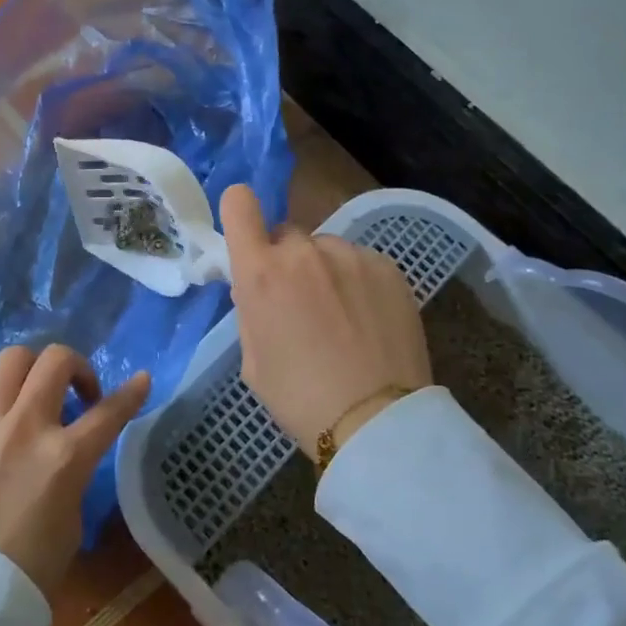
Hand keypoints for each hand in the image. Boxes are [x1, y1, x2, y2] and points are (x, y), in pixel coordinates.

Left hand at [0, 344, 150, 596]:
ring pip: (11, 359)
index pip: (110, 412)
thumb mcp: (72, 520)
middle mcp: (26, 427)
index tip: (140, 380)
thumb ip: (73, 473)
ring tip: (31, 392)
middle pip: (57, 361)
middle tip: (77, 393)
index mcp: (65, 458)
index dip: (131, 393)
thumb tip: (66, 453)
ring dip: (31, 369)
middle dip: (77, 367)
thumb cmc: (28, 568)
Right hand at [221, 184, 430, 460]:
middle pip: (286, 234)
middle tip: (298, 302)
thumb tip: (258, 287)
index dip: (238, 212)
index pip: (239, 204)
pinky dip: (357, 281)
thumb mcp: (252, 359)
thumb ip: (251, 309)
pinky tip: (367, 319)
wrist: (377, 421)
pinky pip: (359, 262)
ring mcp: (351, 255)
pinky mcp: (388, 267)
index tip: (245, 233)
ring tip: (341, 316)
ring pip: (325, 249)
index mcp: (261, 273)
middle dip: (285, 260)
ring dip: (324, 270)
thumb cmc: (300, 398)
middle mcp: (304, 252)